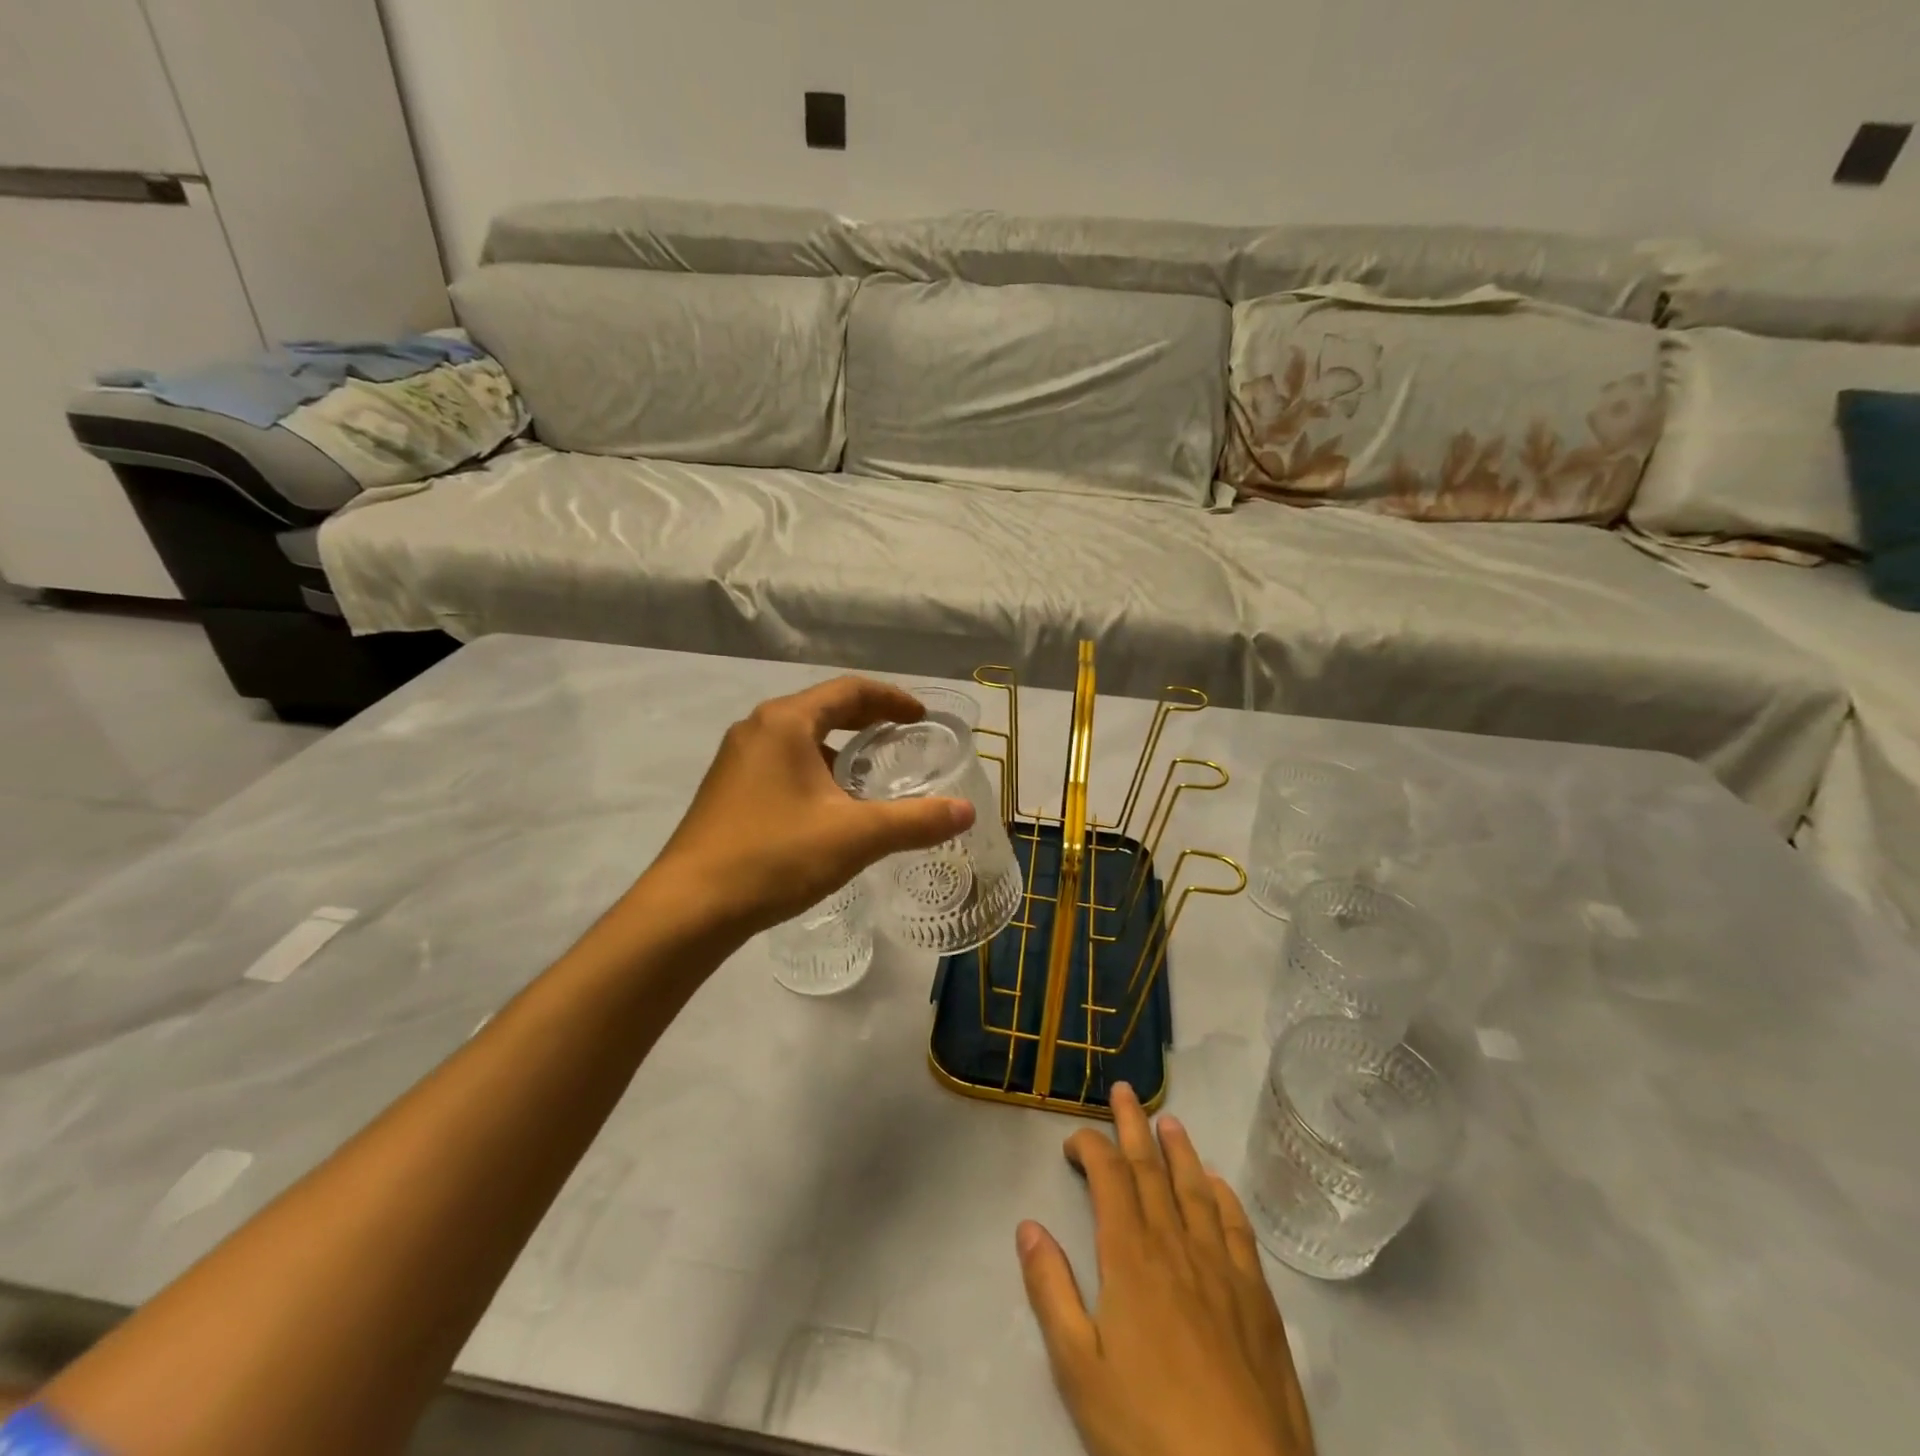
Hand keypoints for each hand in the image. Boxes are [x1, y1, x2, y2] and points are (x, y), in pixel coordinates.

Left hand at [648, 676, 974, 936]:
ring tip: (871, 776)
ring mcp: (737, 761)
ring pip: (801, 740)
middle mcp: (757, 730)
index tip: (921, 717)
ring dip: (839, 750)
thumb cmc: (774, 857)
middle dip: (867, 721)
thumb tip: (966, 811)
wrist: (689, 909)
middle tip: (903, 739)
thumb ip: (915, 821)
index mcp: (785, 723)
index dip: (892, 699)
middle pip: (823, 710)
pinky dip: (816, 772)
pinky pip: (782, 765)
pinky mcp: (727, 791)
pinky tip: (830, 808)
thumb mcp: (855, 836)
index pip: (849, 690)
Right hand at [1018, 1084, 1315, 1455]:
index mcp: (1130, 1258)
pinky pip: (1238, 1228)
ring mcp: (1222, 1269)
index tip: (1075, 1139)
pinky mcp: (1258, 1298)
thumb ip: (1051, 1291)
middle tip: (1124, 1090)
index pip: (1109, 1178)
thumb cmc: (1148, 1432)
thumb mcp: (1078, 1369)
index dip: (1091, 1147)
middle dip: (1133, 1126)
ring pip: (1196, 1189)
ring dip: (1179, 1150)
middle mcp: (1176, 1246)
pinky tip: (1218, 1185)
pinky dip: (1224, 1196)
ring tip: (1169, 1119)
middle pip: (1151, 1170)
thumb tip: (1028, 1225)